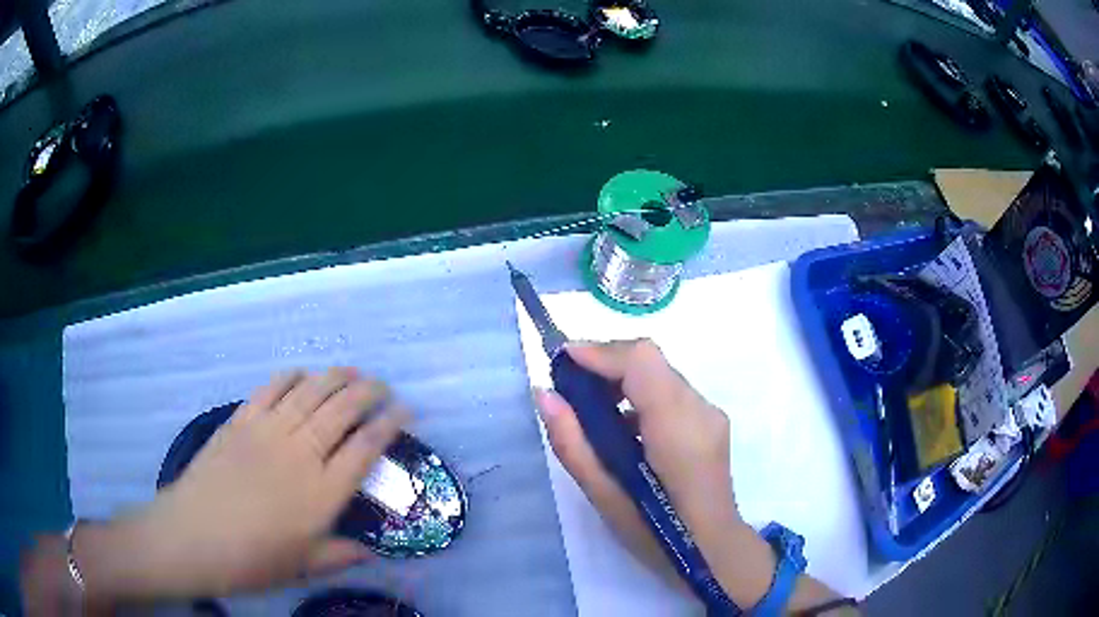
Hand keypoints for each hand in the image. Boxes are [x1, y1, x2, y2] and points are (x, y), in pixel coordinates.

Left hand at [77, 368, 410, 603]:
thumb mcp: (302, 569)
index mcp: (322, 492)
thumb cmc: (252, 560)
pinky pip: (270, 389)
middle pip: (342, 410)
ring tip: (352, 371)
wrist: (192, 537)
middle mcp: (300, 453)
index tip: (406, 410)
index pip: (365, 448)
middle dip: (368, 392)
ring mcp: (268, 431)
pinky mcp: (240, 421)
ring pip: (310, 392)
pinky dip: (290, 377)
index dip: (389, 425)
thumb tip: (372, 554)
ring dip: (335, 377)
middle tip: (383, 385)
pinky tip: (301, 373)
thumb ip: (340, 557)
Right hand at [533, 340, 746, 585]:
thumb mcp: (605, 495)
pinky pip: (670, 394)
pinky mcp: (710, 424)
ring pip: (660, 376)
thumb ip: (573, 443)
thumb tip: (545, 395)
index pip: (642, 361)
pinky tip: (621, 430)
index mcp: (677, 425)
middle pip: (651, 362)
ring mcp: (710, 415)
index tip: (562, 360)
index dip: (601, 352)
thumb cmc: (657, 533)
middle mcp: (700, 409)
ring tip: (590, 410)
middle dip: (606, 364)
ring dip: (622, 381)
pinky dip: (640, 397)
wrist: (713, 553)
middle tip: (569, 386)